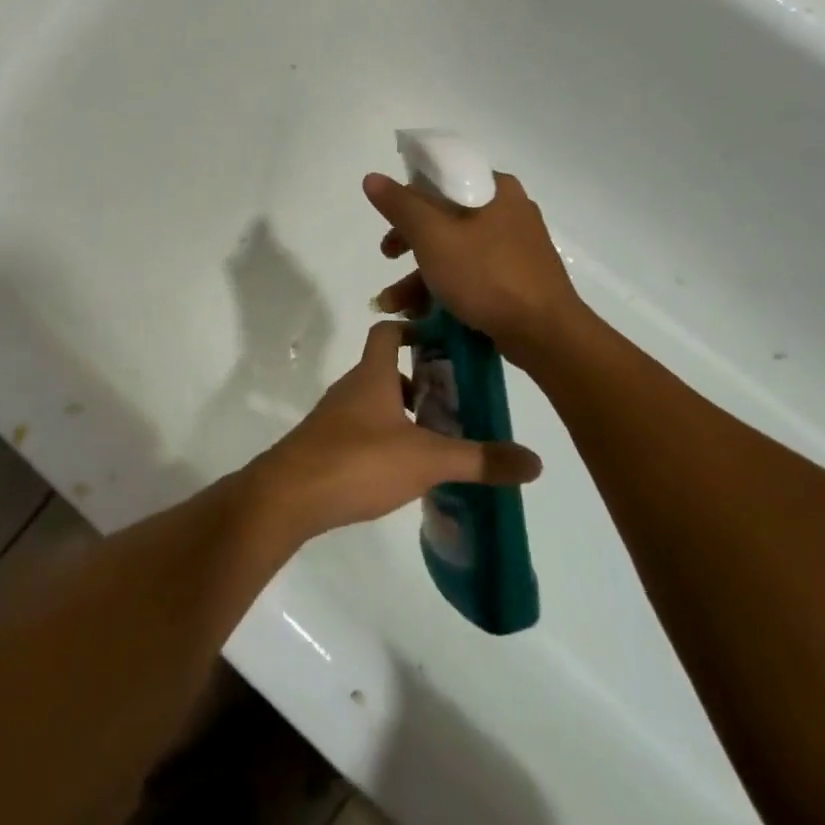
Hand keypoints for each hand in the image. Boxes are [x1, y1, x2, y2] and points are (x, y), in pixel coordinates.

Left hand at [250, 321, 541, 538]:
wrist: (289, 496)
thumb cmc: (359, 460)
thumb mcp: (428, 460)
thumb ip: (480, 460)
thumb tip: (535, 462)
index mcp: (373, 374)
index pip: (388, 331)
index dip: (413, 328)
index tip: (444, 343)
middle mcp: (351, 387)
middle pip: (385, 368)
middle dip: (420, 379)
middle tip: (455, 402)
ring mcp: (334, 417)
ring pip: (374, 400)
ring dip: (403, 412)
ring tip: (437, 439)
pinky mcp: (324, 445)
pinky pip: (360, 428)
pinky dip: (384, 436)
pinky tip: (403, 469)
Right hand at [364, 171, 583, 360]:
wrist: (546, 334)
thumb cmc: (487, 275)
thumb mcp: (434, 236)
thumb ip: (401, 206)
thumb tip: (372, 178)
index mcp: (495, 189)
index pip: (442, 177)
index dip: (409, 197)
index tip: (390, 222)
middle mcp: (509, 210)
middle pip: (445, 216)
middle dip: (409, 243)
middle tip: (387, 257)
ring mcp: (516, 247)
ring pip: (456, 250)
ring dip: (420, 275)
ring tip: (393, 304)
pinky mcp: (519, 279)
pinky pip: (472, 274)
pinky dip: (445, 288)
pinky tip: (421, 315)